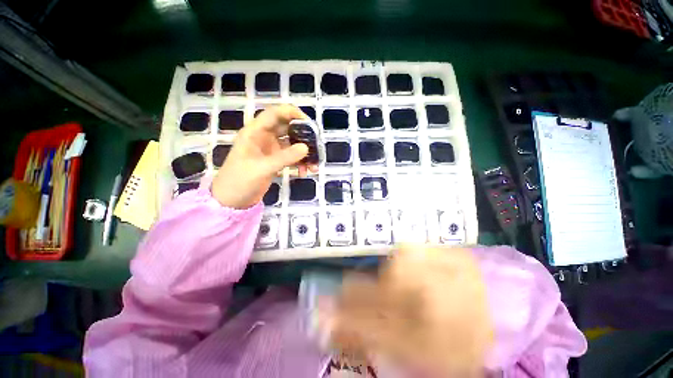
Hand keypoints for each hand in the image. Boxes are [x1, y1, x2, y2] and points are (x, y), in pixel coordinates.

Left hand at [212, 105, 317, 208]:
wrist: (231, 201)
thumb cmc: (240, 181)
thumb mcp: (263, 168)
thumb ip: (285, 157)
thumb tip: (306, 148)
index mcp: (255, 132)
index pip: (275, 114)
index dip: (292, 113)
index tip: (309, 123)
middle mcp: (264, 137)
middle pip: (287, 129)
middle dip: (303, 136)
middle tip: (316, 145)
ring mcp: (270, 150)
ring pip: (291, 144)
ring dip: (303, 153)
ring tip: (314, 164)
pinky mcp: (274, 161)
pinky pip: (291, 157)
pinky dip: (299, 163)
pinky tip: (304, 172)